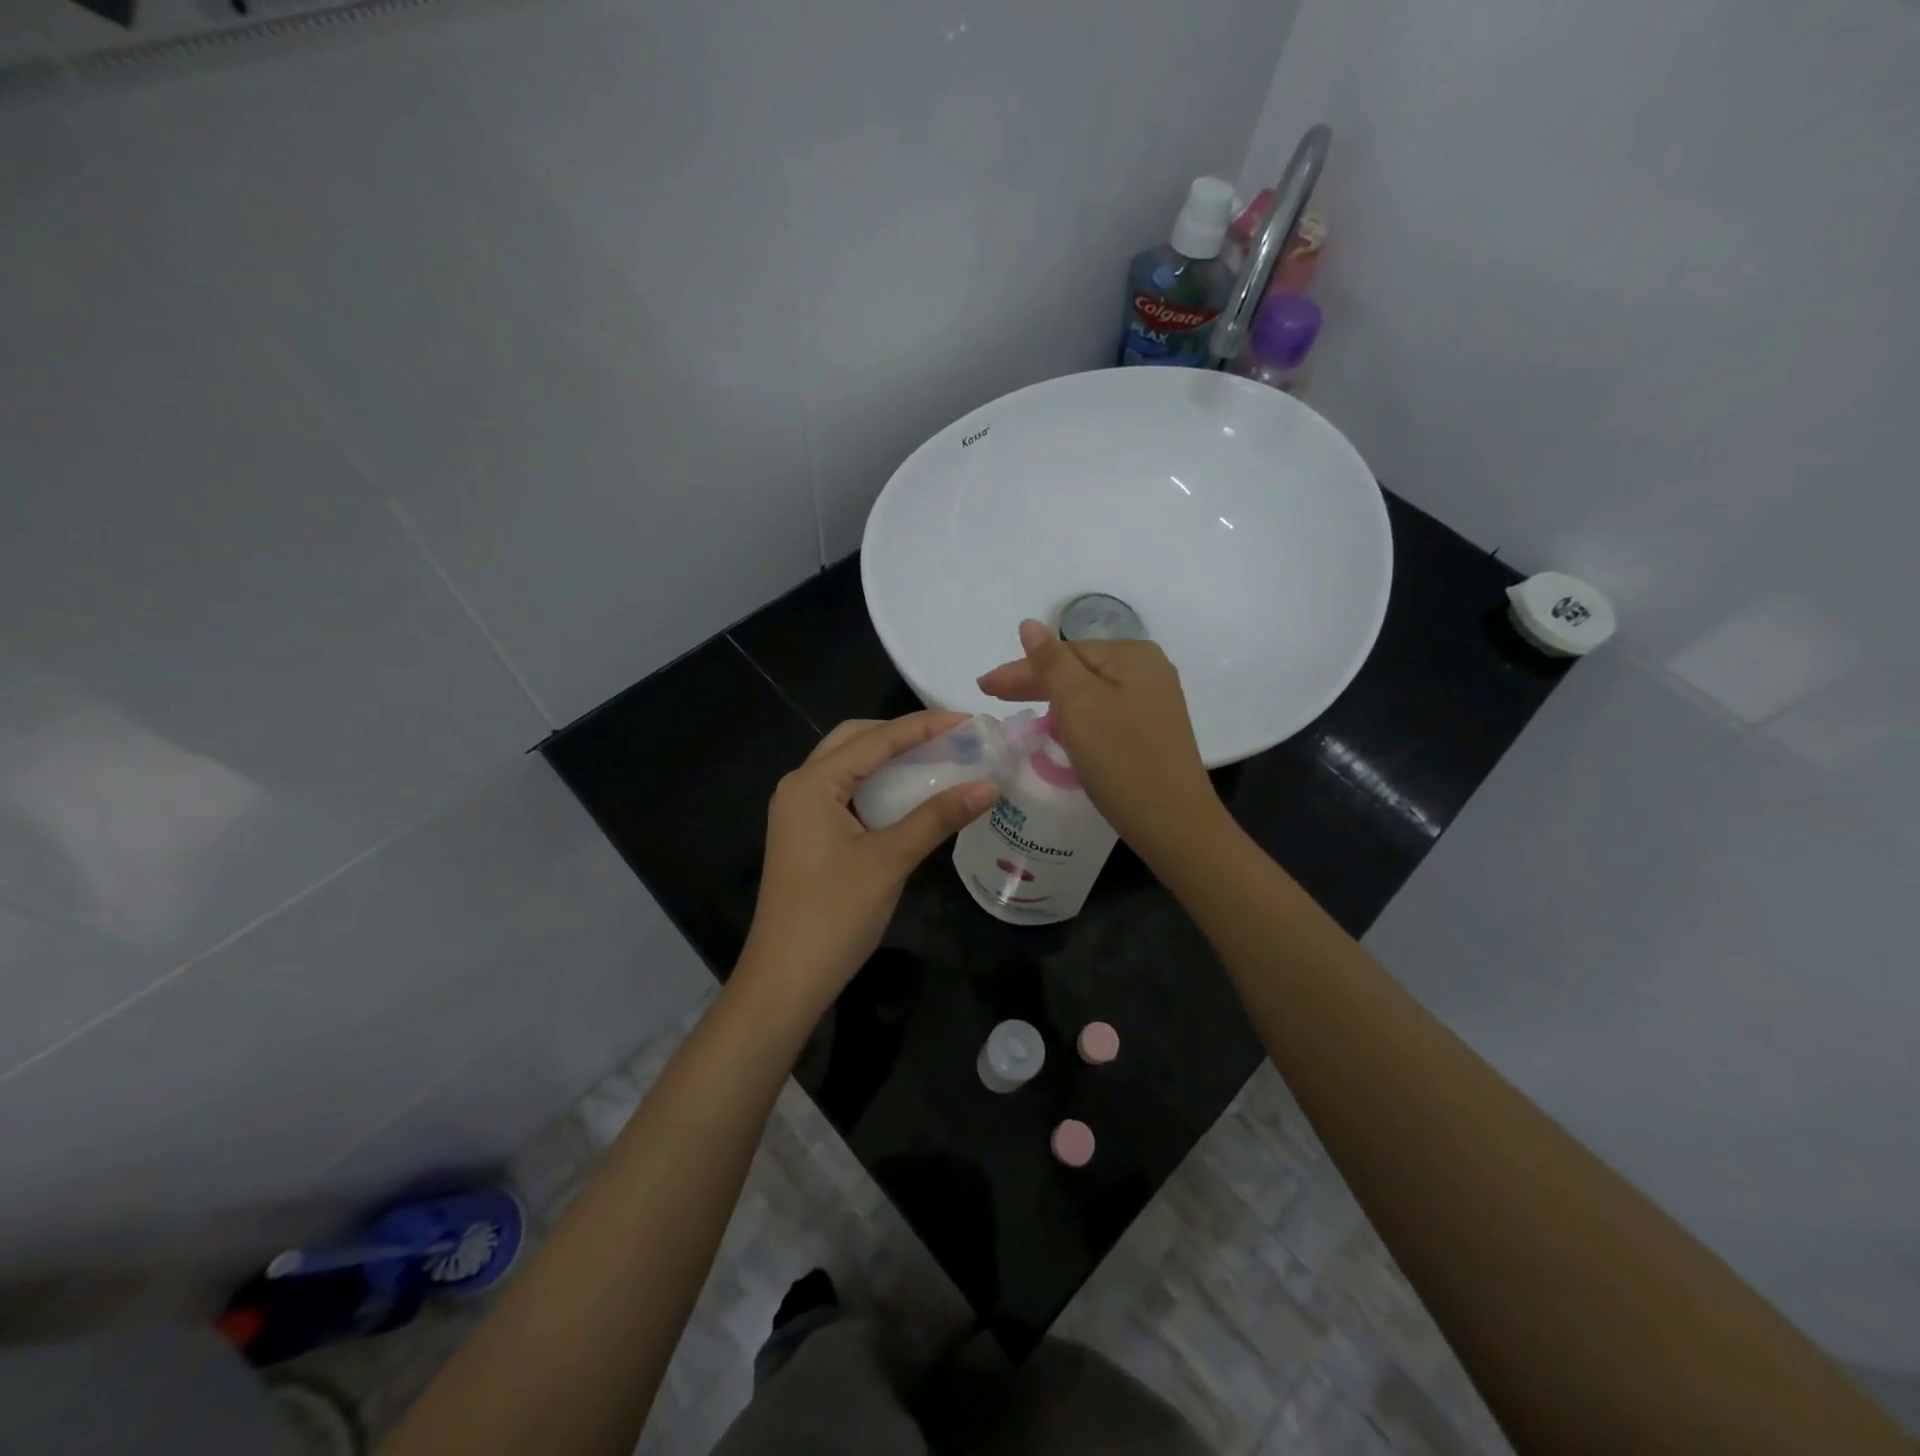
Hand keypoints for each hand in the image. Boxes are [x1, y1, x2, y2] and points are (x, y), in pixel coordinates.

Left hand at [740, 711, 996, 1012]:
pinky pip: (846, 795)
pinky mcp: (807, 836)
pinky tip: (909, 796)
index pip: (876, 739)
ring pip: (849, 768)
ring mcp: (800, 813)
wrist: (785, 980)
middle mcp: (800, 787)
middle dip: (901, 734)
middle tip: (949, 738)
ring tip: (936, 759)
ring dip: (889, 760)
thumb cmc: (834, 914)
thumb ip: (937, 817)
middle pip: (855, 741)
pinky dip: (878, 787)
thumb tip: (988, 785)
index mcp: (812, 783)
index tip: (969, 720)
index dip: (925, 726)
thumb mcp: (890, 860)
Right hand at [977, 620, 1226, 862]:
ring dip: (1052, 700)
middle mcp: (1148, 671)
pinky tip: (1058, 728)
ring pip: (1089, 693)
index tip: (984, 687)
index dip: (1022, 669)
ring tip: (1018, 709)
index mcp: (1133, 655)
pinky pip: (1102, 714)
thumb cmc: (1121, 758)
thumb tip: (1029, 624)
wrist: (1173, 823)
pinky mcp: (1150, 733)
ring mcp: (1152, 703)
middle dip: (1034, 683)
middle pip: (1078, 669)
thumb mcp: (1079, 704)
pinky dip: (1075, 719)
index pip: (1064, 652)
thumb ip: (1051, 663)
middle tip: (991, 695)